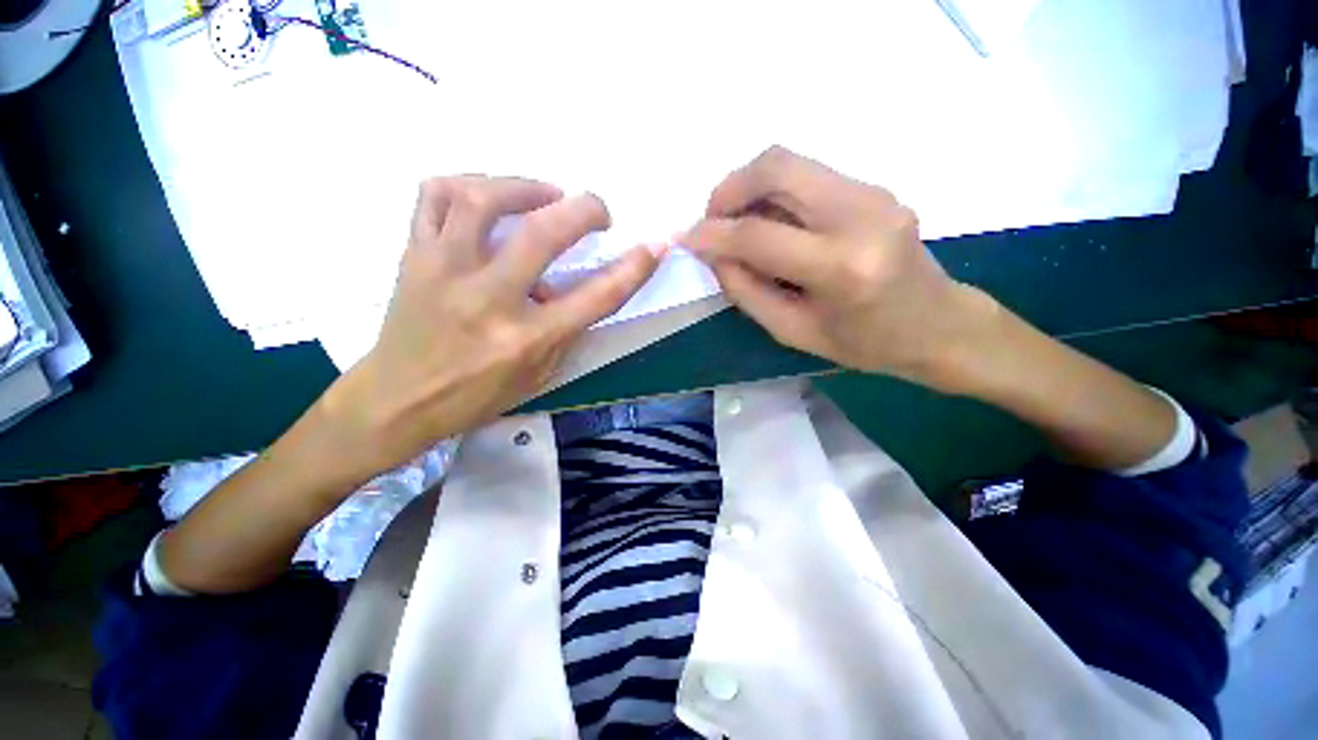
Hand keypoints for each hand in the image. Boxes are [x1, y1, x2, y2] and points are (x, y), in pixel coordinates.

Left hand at [320, 176, 662, 479]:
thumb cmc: (475, 397)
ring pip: (482, 197)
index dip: (634, 269)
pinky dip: (465, 183)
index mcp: (526, 340)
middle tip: (597, 209)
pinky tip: (487, 195)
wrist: (396, 400)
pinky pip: (432, 195)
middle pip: (543, 234)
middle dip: (584, 209)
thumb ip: (566, 331)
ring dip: (525, 185)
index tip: (654, 246)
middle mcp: (487, 300)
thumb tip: (578, 287)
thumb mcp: (538, 376)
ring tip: (545, 194)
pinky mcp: (413, 255)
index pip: (595, 298)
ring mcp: (444, 271)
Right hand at [682, 146, 997, 392]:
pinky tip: (770, 221)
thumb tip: (715, 254)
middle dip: (729, 188)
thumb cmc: (865, 343)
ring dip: (750, 185)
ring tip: (736, 221)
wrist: (937, 325)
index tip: (687, 238)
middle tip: (712, 219)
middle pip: (777, 168)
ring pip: (791, 162)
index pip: (758, 235)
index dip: (713, 234)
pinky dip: (775, 191)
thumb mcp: (793, 332)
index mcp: (841, 268)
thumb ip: (746, 291)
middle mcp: (860, 216)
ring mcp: (874, 193)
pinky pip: (809, 175)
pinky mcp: (875, 187)